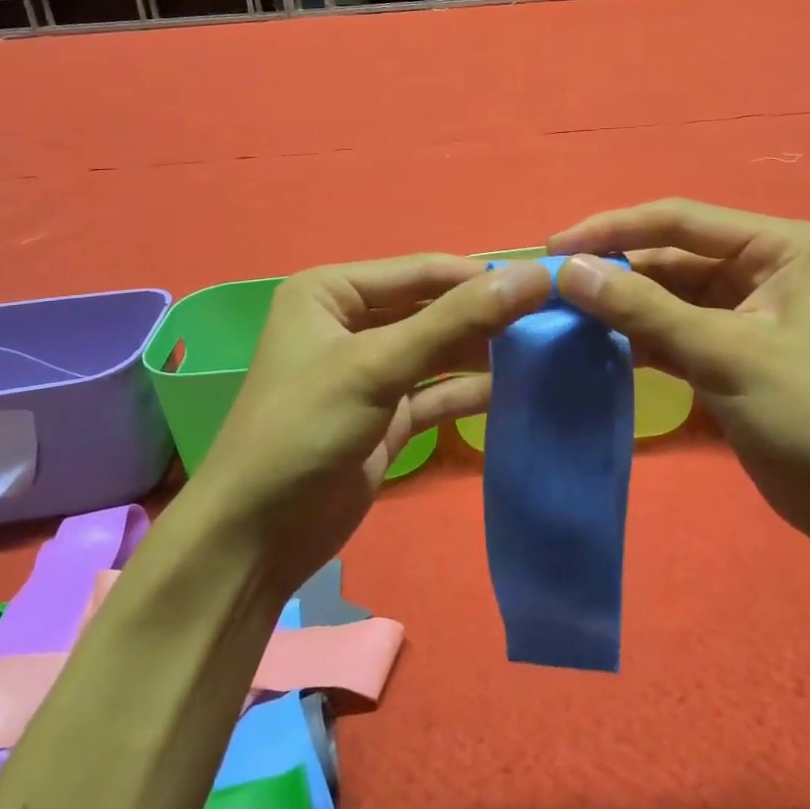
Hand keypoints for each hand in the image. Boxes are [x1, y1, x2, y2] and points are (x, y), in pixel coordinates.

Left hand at [193, 255, 553, 599]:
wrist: (255, 538)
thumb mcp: (377, 366)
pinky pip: (438, 393)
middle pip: (434, 309)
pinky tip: (517, 391)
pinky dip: (471, 393)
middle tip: (554, 322)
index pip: (423, 270)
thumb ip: (456, 321)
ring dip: (485, 354)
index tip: (547, 285)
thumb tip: (532, 278)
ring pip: (440, 352)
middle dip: (488, 316)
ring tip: (546, 353)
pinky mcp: (386, 416)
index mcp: (333, 291)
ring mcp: (371, 373)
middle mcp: (352, 323)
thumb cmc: (303, 429)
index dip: (483, 277)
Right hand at [550, 199, 809, 541]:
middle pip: (669, 255)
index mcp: (776, 245)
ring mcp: (742, 309)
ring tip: (560, 314)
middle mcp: (759, 266)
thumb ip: (644, 309)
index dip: (613, 229)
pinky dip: (635, 336)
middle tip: (549, 287)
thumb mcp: (724, 353)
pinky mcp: (727, 349)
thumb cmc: (808, 413)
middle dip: (613, 270)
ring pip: (665, 295)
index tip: (555, 248)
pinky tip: (592, 343)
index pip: (679, 220)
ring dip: (619, 305)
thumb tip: (571, 271)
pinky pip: (671, 329)